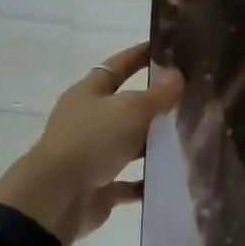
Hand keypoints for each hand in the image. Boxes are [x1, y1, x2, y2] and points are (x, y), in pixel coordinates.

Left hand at [0, 44, 183, 245]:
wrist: (56, 198)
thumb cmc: (92, 140)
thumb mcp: (131, 110)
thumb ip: (157, 95)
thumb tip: (177, 76)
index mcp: (89, 93)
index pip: (117, 65)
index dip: (139, 55)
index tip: (166, 47)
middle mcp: (87, 120)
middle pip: (123, 106)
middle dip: (152, 102)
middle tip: (187, 95)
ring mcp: (91, 154)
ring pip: (127, 143)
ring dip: (151, 143)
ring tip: (187, 137)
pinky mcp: (97, 186)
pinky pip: (126, 181)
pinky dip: (145, 180)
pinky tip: (169, 178)